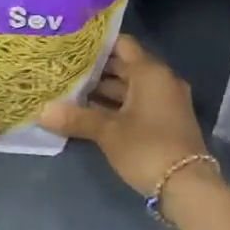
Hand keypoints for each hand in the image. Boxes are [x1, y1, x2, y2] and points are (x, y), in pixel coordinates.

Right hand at [38, 33, 211, 196]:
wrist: (187, 186)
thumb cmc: (147, 148)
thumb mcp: (108, 133)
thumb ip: (76, 118)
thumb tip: (42, 111)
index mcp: (150, 72)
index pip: (122, 44)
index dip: (97, 43)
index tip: (71, 45)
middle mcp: (161, 80)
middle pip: (125, 66)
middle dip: (96, 69)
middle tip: (64, 70)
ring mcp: (166, 101)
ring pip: (130, 87)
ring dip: (104, 90)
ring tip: (70, 91)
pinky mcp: (166, 121)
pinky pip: (138, 103)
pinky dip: (116, 105)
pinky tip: (90, 113)